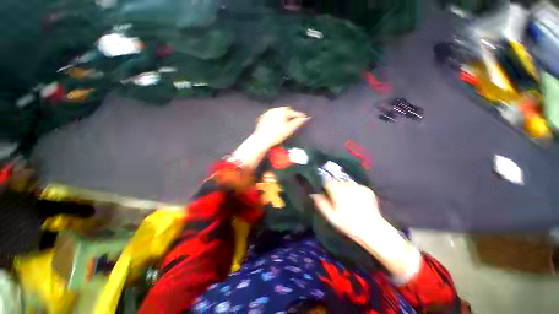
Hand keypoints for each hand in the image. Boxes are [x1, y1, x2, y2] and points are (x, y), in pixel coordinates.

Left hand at [254, 107, 309, 146]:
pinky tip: (275, 124)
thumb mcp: (289, 129)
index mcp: (282, 111)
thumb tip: (306, 117)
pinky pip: (271, 115)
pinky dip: (275, 118)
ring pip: (278, 112)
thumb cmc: (277, 135)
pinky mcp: (262, 117)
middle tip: (293, 120)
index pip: (294, 112)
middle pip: (285, 111)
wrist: (261, 139)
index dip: (299, 115)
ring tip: (284, 122)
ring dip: (282, 116)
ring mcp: (267, 113)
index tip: (304, 117)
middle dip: (290, 114)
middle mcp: (274, 109)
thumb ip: (298, 122)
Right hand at [311, 182, 382, 239]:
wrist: (372, 229)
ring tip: (348, 203)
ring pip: (346, 185)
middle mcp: (347, 185)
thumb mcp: (330, 216)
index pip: (327, 182)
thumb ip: (321, 203)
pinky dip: (354, 193)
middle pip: (337, 183)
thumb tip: (314, 193)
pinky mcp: (367, 189)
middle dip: (336, 190)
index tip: (326, 194)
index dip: (325, 187)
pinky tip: (357, 203)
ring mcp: (358, 186)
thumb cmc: (348, 224)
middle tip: (338, 201)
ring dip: (345, 191)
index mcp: (337, 190)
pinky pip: (356, 188)